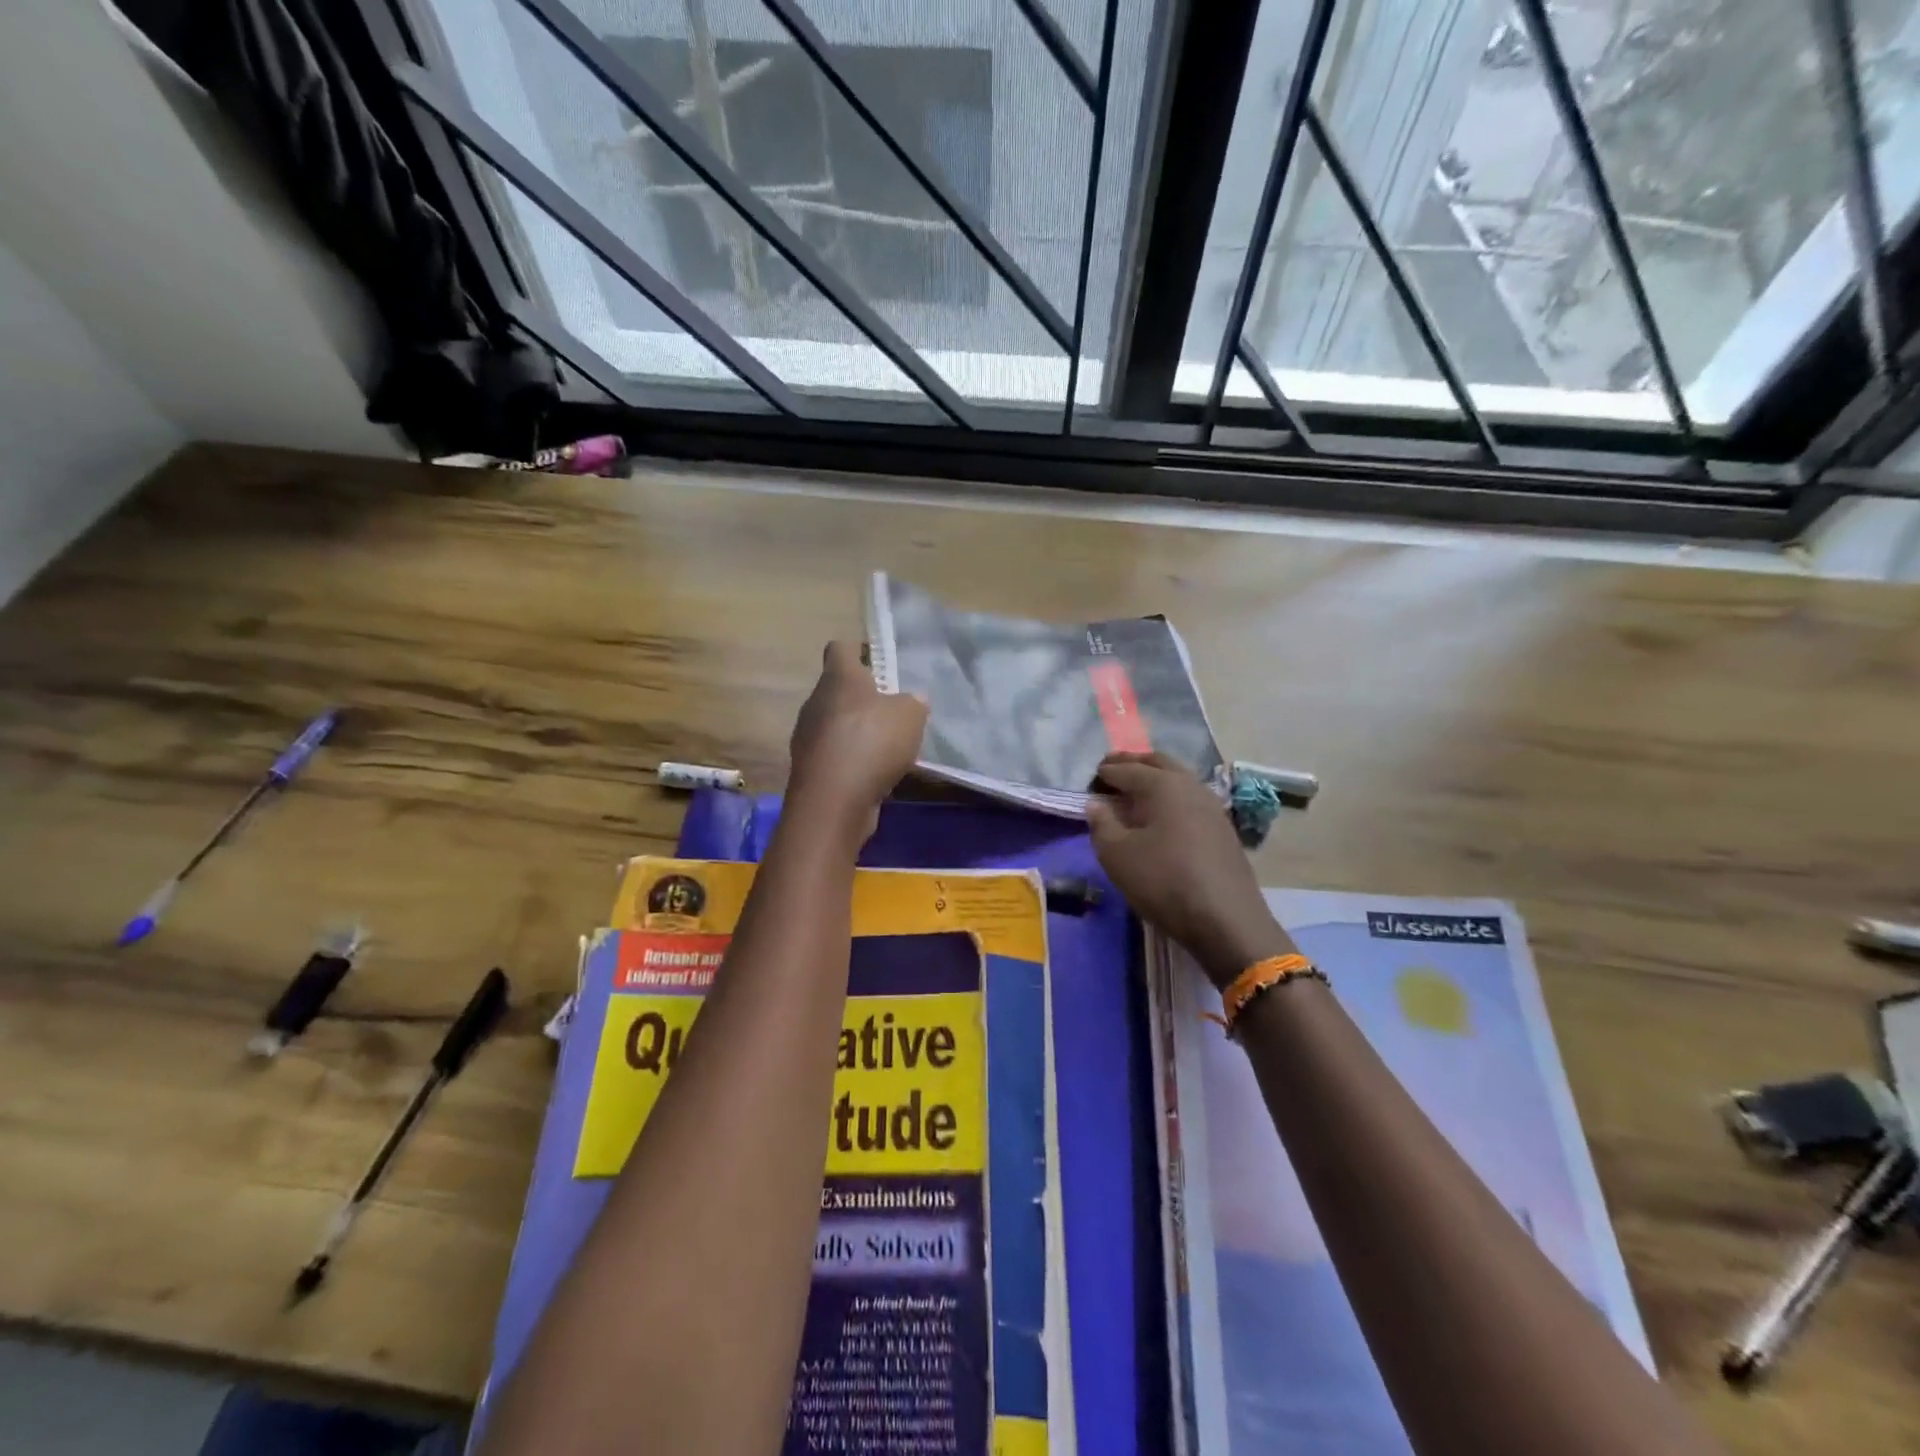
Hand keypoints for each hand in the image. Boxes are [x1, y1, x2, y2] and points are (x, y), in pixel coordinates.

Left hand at [787, 640, 927, 835]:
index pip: (840, 648)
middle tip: (893, 710)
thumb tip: (912, 700)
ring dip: (858, 731)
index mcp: (838, 678)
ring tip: (888, 746)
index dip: (860, 651)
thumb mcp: (910, 715)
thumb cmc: (872, 744)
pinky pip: (835, 754)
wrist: (833, 802)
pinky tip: (874, 773)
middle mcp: (816, 701)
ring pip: (835, 723)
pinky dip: (853, 759)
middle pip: (839, 688)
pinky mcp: (809, 768)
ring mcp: (808, 736)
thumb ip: (913, 702)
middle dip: (863, 697)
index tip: (881, 664)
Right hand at [1087, 752, 1290, 987]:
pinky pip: (1190, 799)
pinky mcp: (1223, 828)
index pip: (1127, 769)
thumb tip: (1096, 803)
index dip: (1106, 771)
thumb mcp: (1117, 855)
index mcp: (1162, 785)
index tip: (1091, 776)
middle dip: (1133, 763)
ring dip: (1155, 779)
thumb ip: (1102, 824)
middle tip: (1112, 771)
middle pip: (1158, 763)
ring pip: (1178, 779)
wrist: (1226, 920)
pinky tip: (1163, 817)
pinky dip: (1171, 798)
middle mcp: (1190, 785)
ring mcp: (1212, 806)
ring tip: (1135, 793)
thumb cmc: (1164, 881)